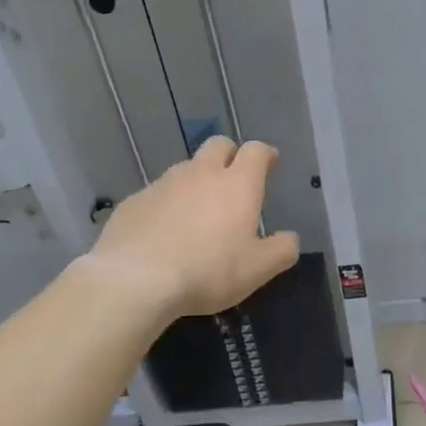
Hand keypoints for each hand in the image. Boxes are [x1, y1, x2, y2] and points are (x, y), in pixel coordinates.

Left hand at [89, 137, 299, 316]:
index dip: (265, 154)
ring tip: (198, 211)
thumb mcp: (258, 269)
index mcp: (237, 184)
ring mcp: (163, 184)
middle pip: (218, 145)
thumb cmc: (208, 270)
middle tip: (234, 179)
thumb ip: (282, 250)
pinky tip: (164, 231)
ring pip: (186, 169)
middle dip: (230, 156)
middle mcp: (201, 173)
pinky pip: (157, 194)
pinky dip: (167, 204)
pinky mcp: (134, 201)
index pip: (256, 151)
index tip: (270, 162)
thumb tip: (290, 238)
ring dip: (197, 180)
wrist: (136, 279)